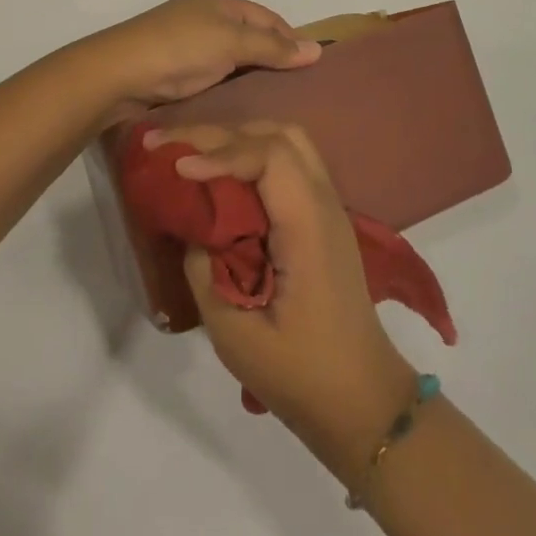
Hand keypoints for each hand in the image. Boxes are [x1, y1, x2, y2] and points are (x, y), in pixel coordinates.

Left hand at [73, 0, 319, 117]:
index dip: (290, 38)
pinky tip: (242, 108)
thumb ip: (272, 47)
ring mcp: (187, 45)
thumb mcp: (230, 43)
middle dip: (272, 59)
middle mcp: (203, 19)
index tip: (312, 67)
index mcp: (217, 3)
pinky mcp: (174, 72)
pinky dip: (229, 88)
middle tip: (298, 91)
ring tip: (276, 104)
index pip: (266, 17)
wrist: (117, 74)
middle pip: (249, 37)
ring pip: (230, 59)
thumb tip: (316, 49)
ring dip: (250, 76)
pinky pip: (212, 76)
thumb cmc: (179, 50)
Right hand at [148, 121, 416, 482]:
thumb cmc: (301, 374)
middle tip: (171, 146)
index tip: (179, 168)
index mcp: (309, 225)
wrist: (363, 401)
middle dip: (220, 133)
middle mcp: (323, 202)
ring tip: (192, 154)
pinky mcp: (322, 217)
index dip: (220, 152)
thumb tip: (192, 232)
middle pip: (277, 135)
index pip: (269, 156)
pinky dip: (252, 155)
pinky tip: (222, 175)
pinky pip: (289, 162)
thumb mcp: (237, 336)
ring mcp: (328, 206)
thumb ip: (205, 274)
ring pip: (286, 141)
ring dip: (238, 138)